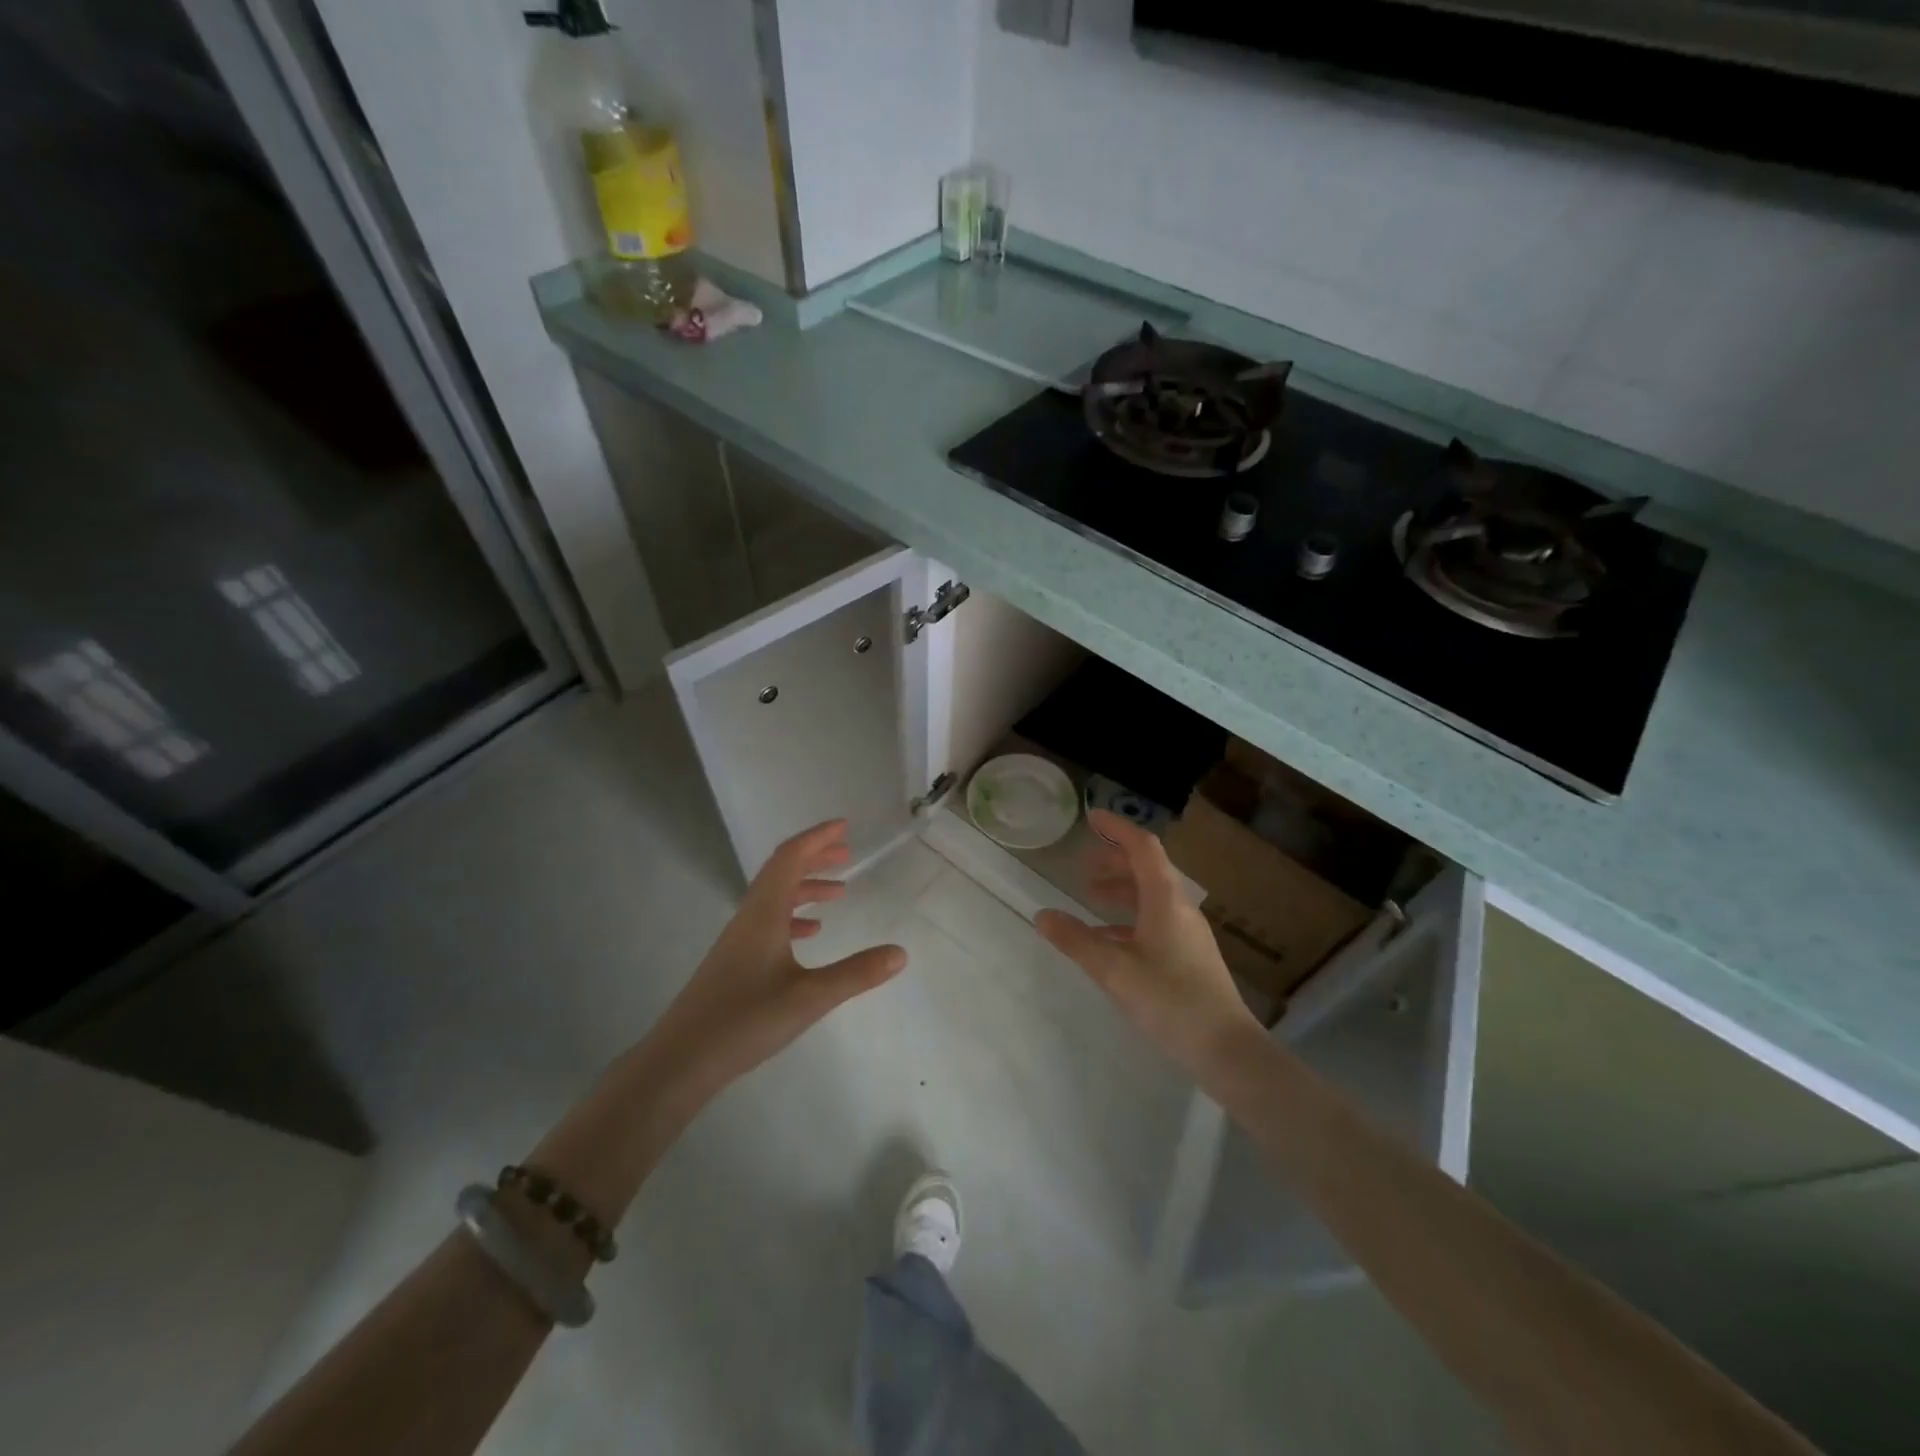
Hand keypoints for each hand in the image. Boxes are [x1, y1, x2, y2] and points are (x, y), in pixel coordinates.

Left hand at [649, 819, 907, 1093]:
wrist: (682, 1059)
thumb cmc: (745, 1020)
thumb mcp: (809, 997)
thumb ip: (856, 974)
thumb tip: (900, 953)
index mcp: (764, 913)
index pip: (790, 858)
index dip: (817, 838)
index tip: (844, 826)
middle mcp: (750, 917)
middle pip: (782, 872)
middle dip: (814, 857)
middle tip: (847, 853)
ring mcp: (739, 940)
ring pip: (776, 898)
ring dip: (806, 887)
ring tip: (839, 893)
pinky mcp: (736, 961)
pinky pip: (769, 922)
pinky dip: (794, 916)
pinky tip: (810, 933)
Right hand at [1036, 810, 1260, 1077]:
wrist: (1226, 1048)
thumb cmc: (1170, 1000)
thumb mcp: (1114, 970)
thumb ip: (1076, 940)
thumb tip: (1042, 915)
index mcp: (1165, 899)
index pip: (1142, 847)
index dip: (1116, 828)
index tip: (1091, 818)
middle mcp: (1180, 908)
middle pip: (1146, 869)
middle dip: (1114, 861)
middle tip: (1083, 866)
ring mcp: (1188, 933)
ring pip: (1151, 897)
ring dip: (1121, 891)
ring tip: (1090, 898)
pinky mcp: (1189, 956)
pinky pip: (1155, 922)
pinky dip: (1129, 920)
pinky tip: (1108, 940)